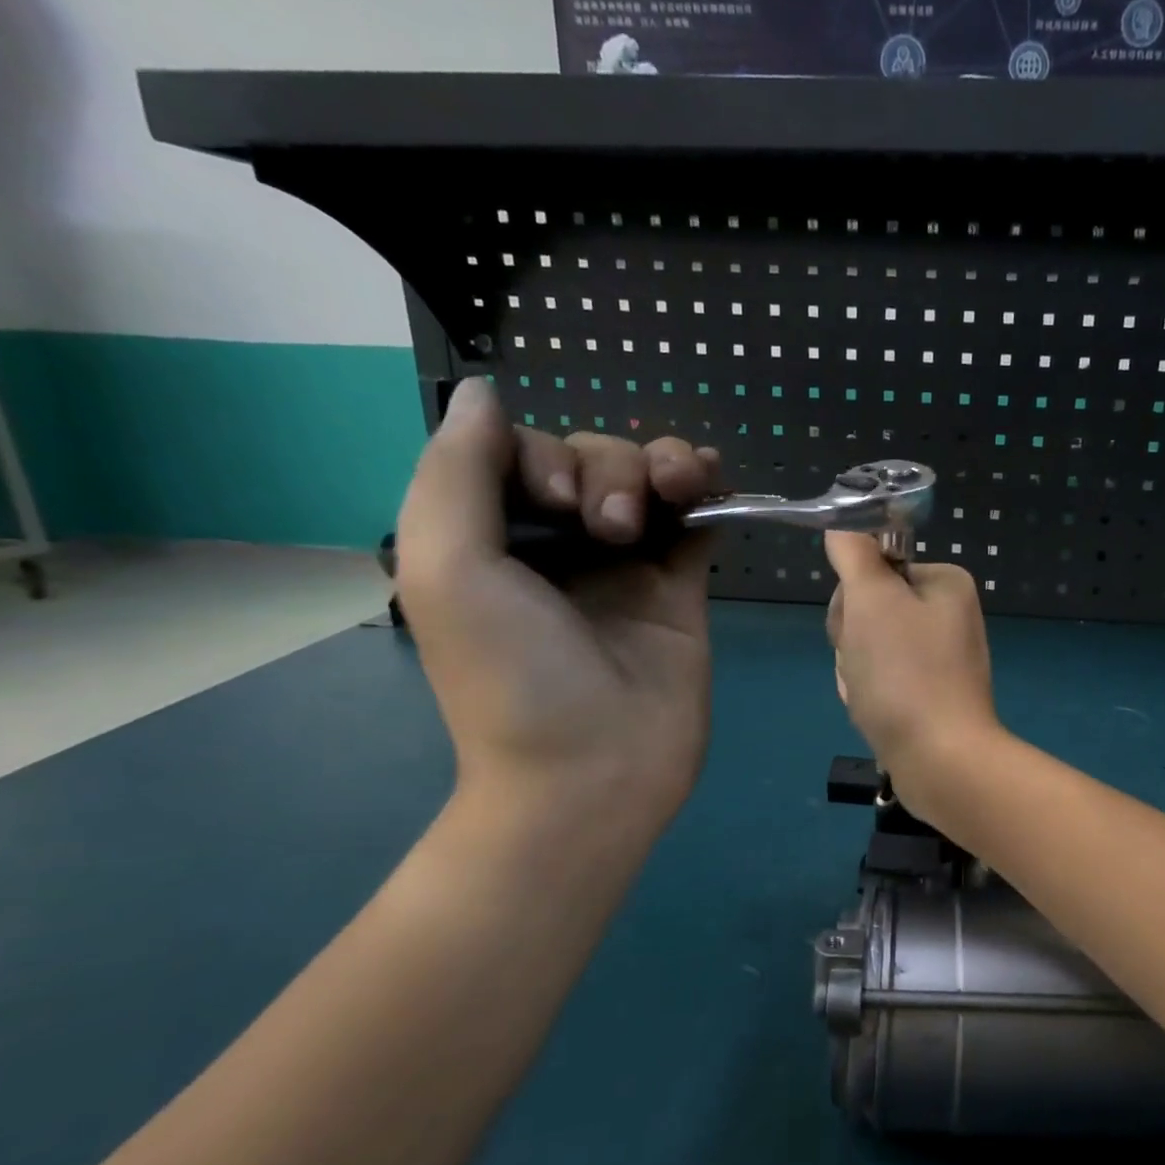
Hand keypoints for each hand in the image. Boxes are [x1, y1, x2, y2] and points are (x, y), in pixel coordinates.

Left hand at [394, 379, 720, 832]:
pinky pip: (697, 522)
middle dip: (610, 468)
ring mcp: (627, 566)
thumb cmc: (511, 676)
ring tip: (678, 491)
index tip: (561, 501)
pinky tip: (716, 479)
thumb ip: (456, 472)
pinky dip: (709, 492)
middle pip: (595, 460)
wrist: (591, 773)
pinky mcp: (680, 589)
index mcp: (495, 537)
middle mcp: (561, 545)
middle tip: (612, 528)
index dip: (550, 456)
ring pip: (650, 482)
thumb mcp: (448, 568)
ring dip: (665, 465)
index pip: (528, 454)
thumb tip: (483, 391)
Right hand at [823, 532, 999, 812]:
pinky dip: (870, 697)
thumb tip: (843, 526)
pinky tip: (877, 715)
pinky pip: (882, 683)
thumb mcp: (872, 600)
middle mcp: (947, 615)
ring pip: (868, 650)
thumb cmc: (906, 673)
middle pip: (868, 611)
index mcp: (944, 583)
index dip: (852, 601)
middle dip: (853, 643)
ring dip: (857, 672)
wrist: (941, 761)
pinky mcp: (930, 696)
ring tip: (872, 697)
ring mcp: (940, 659)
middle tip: (867, 667)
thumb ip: (854, 555)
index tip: (859, 628)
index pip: (872, 570)